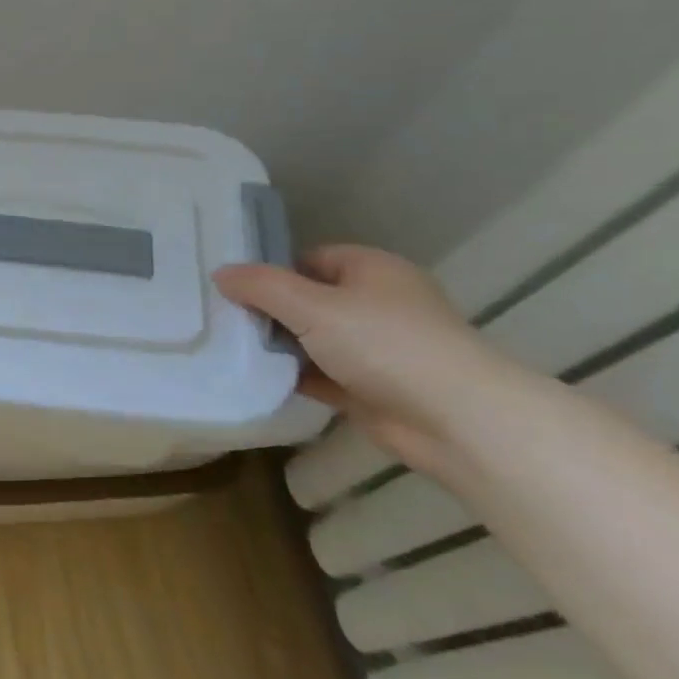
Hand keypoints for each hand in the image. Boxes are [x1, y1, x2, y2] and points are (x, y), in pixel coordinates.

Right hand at [214, 245, 529, 471]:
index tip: (232, 289)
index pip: (310, 258)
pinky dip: (294, 376)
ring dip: (279, 347)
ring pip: (313, 339)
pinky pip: (321, 374)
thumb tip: (220, 273)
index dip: (271, 271)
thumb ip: (261, 287)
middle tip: (223, 320)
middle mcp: (376, 303)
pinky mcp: (371, 387)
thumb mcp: (311, 306)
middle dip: (269, 311)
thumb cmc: (385, 345)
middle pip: (308, 299)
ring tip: (229, 349)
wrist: (457, 420)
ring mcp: (376, 348)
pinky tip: (257, 379)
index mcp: (372, 270)